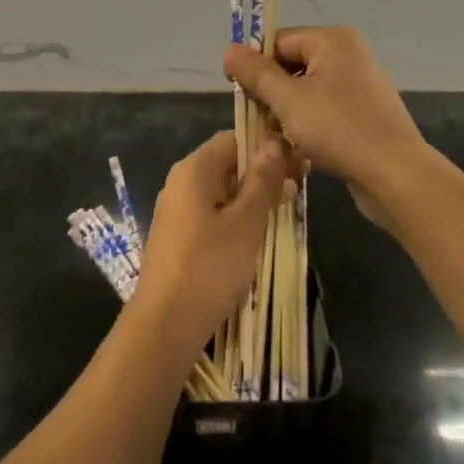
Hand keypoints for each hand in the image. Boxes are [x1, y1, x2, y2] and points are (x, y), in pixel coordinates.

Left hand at [133, 131, 288, 354]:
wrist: (165, 323)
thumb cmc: (210, 266)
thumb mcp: (245, 222)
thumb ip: (261, 182)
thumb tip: (273, 144)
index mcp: (194, 169)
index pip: (233, 140)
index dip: (265, 148)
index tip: (296, 165)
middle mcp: (181, 182)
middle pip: (226, 164)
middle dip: (261, 175)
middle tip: (297, 191)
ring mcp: (176, 210)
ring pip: (221, 192)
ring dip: (251, 199)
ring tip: (283, 214)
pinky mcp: (177, 236)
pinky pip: (210, 214)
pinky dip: (234, 218)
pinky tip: (255, 237)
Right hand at [223, 26, 429, 218]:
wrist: (397, 175)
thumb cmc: (338, 129)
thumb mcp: (288, 100)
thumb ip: (256, 73)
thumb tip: (229, 50)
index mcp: (332, 40)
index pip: (278, 41)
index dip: (254, 65)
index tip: (238, 92)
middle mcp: (348, 54)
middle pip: (292, 65)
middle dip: (271, 93)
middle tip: (257, 120)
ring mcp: (360, 84)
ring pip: (306, 91)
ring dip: (287, 113)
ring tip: (276, 139)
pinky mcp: (365, 112)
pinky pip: (325, 109)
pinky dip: (308, 125)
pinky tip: (299, 149)